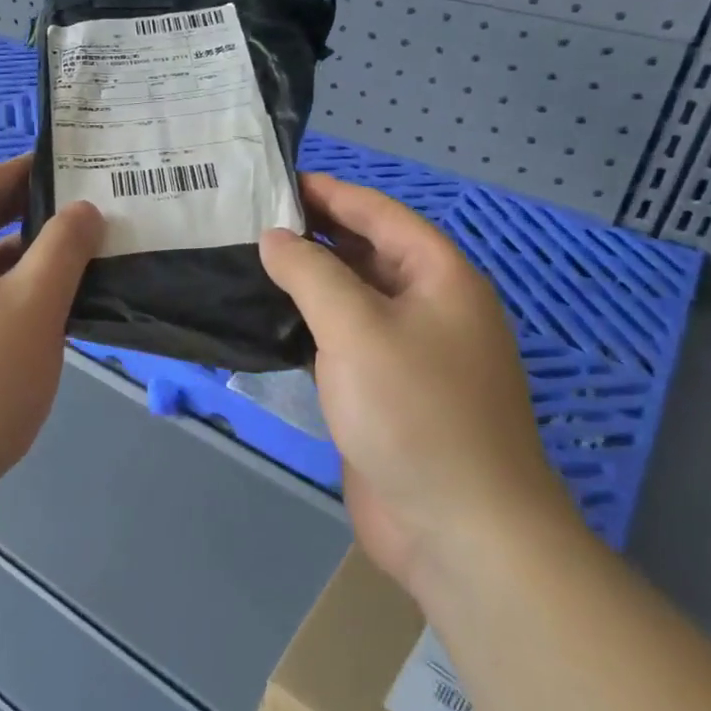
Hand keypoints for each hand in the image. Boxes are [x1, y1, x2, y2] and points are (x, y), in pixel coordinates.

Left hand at [0, 155, 102, 526]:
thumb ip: (63, 249)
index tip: (68, 163)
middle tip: (86, 211)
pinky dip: (16, 305)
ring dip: (29, 267)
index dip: (23, 171)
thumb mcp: (33, 305)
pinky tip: (56, 319)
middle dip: (32, 219)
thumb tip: (83, 210)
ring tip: (84, 262)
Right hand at [260, 174, 575, 594]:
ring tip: (251, 260)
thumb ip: (311, 273)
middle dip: (315, 233)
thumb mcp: (358, 328)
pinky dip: (310, 323)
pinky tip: (270, 319)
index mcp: (440, 278)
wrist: (459, 529)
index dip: (330, 192)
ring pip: (353, 298)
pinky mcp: (386, 392)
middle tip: (252, 219)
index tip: (276, 180)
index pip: (380, 214)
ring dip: (309, 279)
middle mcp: (429, 307)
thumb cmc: (415, 412)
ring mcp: (409, 353)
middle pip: (367, 251)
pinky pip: (345, 340)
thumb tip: (274, 237)